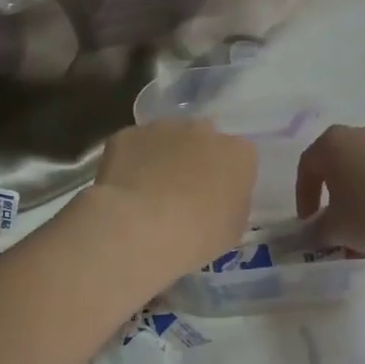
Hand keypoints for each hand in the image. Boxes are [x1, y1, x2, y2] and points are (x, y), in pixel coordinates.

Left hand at [86, 119, 257, 278]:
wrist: (140, 227)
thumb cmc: (197, 235)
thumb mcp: (232, 230)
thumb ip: (233, 204)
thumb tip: (220, 199)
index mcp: (238, 154)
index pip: (240, 158)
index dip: (227, 178)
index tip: (216, 199)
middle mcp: (203, 130)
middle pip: (203, 140)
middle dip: (195, 159)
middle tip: (182, 192)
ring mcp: (162, 128)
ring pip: (166, 138)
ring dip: (162, 157)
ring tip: (149, 192)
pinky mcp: (127, 135)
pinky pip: (133, 146)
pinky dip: (130, 161)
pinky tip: (124, 188)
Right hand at [295, 123, 364, 251]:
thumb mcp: (335, 229)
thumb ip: (315, 232)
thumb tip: (309, 235)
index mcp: (332, 143)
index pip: (307, 167)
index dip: (303, 196)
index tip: (308, 221)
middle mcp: (361, 133)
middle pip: (338, 163)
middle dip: (333, 192)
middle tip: (334, 218)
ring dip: (361, 193)